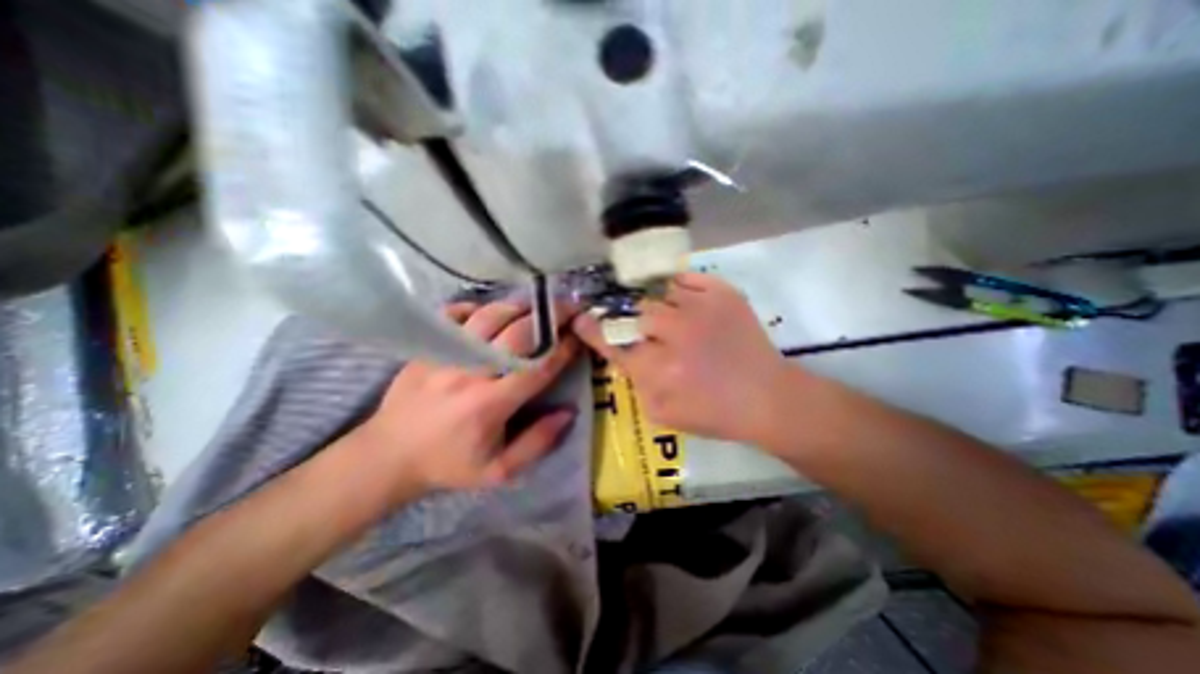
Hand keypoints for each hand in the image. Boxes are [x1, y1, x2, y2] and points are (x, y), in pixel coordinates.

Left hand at [347, 300, 581, 500]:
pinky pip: (455, 313)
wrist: (387, 456)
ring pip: (489, 316)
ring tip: (537, 307)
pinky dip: (477, 307)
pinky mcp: (428, 347)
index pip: (537, 368)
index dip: (563, 349)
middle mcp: (470, 372)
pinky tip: (491, 313)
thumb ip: (538, 443)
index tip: (579, 337)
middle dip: (550, 318)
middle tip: (569, 309)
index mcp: (490, 404)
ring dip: (519, 308)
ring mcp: (445, 354)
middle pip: (518, 333)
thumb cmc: (448, 464)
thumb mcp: (499, 471)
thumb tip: (568, 413)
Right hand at [572, 270, 795, 445]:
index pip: (614, 342)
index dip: (594, 329)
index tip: (581, 319)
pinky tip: (684, 302)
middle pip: (636, 312)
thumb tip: (624, 356)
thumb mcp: (663, 413)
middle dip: (633, 320)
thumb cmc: (713, 413)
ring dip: (657, 305)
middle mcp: (675, 333)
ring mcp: (701, 308)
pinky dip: (679, 287)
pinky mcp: (723, 294)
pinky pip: (686, 278)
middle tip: (644, 328)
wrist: (766, 397)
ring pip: (659, 293)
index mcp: (659, 368)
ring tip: (669, 316)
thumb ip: (635, 384)